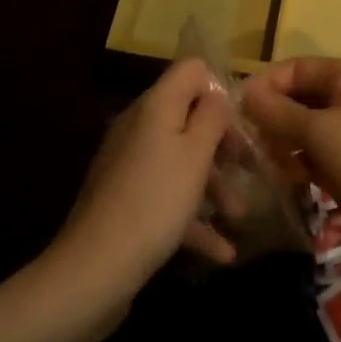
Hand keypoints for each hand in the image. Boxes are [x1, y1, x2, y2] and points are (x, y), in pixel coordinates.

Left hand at [52, 59, 235, 300]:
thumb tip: (216, 95)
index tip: (240, 122)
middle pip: (189, 117)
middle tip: (249, 167)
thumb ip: (212, 116)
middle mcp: (140, 127)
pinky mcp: (125, 202)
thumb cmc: (154, 202)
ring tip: (239, 216)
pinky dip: (192, 218)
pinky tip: (222, 252)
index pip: (191, 70)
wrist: (92, 271)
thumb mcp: (195, 154)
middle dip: (222, 142)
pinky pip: (166, 196)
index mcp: (155, 106)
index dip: (219, 88)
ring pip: (180, 160)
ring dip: (213, 185)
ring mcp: (129, 166)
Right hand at [242, 58, 340, 291]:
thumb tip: (245, 93)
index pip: (298, 68)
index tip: (236, 107)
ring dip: (283, 142)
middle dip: (274, 115)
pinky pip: (318, 157)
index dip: (267, 83)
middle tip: (242, 139)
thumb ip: (278, 112)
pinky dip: (299, 164)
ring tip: (259, 162)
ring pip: (308, 129)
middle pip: (303, 97)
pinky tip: (282, 180)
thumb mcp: (318, 131)